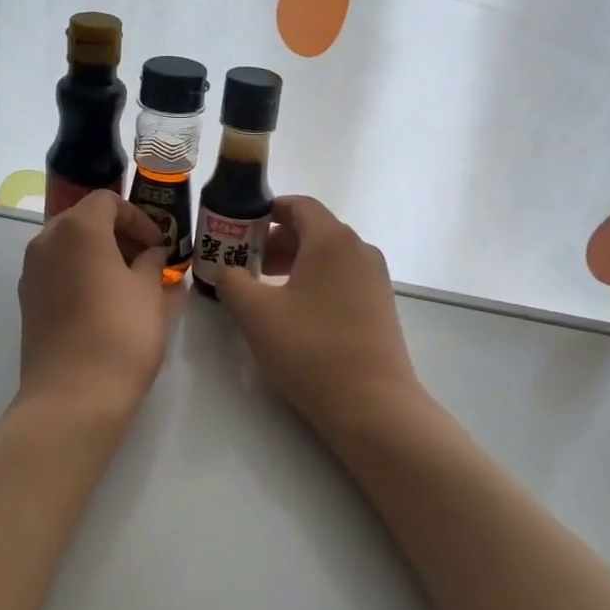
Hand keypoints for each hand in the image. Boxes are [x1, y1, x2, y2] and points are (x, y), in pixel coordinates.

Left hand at [16, 189, 174, 415]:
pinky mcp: (27, 301)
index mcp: (78, 229)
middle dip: (118, 234)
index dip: (138, 218)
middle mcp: (46, 242)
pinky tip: (104, 304)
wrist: (72, 397)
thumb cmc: (120, 334)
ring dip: (99, 255)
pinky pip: (57, 272)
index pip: (108, 202)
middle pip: (84, 220)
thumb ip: (153, 263)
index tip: (159, 244)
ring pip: (69, 247)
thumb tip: (151, 255)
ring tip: (129, 283)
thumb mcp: (150, 293)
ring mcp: (31, 272)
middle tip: (147, 260)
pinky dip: (81, 275)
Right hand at [214, 197, 421, 431]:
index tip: (239, 231)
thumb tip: (229, 272)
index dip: (265, 212)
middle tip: (246, 265)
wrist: (372, 404)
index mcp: (332, 239)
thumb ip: (231, 281)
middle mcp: (359, 249)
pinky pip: (342, 278)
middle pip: (313, 229)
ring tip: (266, 292)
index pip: (298, 205)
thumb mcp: (254, 313)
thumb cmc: (310, 348)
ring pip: (328, 256)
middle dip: (275, 241)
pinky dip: (315, 282)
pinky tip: (296, 315)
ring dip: (293, 263)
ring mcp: (375, 278)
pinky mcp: (380, 305)